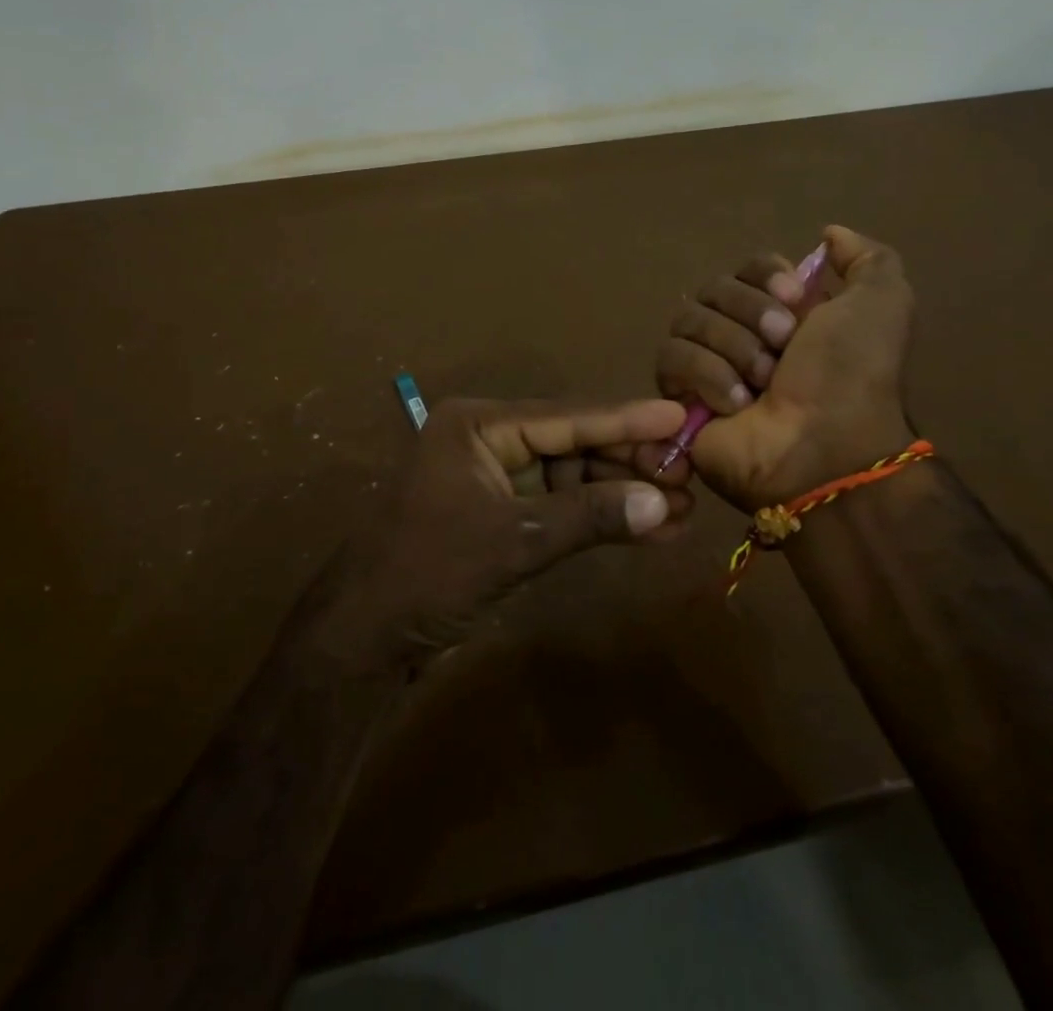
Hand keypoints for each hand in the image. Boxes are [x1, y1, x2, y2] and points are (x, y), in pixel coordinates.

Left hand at [322, 398, 695, 667]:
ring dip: (622, 494)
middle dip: (629, 462)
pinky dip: (599, 519)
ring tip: (682, 508)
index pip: (565, 416)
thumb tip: (662, 503)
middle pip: (573, 443)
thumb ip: (588, 516)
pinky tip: (649, 529)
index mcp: (478, 425)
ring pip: (572, 477)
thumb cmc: (428, 572)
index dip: (625, 419)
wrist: (363, 638)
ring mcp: (496, 479)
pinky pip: (561, 508)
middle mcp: (489, 441)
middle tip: (689, 474)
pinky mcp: (503, 516)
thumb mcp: (513, 540)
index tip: (678, 414)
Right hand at [655, 225, 914, 510]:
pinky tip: (735, 403)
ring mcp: (707, 364)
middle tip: (783, 348)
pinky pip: (671, 358)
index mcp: (784, 311)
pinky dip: (706, 375)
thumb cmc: (853, 375)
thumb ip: (867, 260)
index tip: (796, 300)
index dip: (766, 277)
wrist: (825, 446)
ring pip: (688, 320)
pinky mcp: (679, 395)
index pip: (748, 266)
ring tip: (761, 383)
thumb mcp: (884, 305)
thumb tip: (829, 233)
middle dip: (750, 315)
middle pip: (713, 288)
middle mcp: (741, 332)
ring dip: (732, 347)